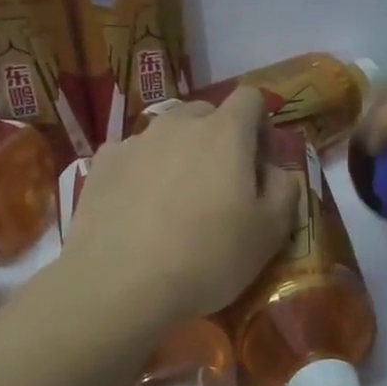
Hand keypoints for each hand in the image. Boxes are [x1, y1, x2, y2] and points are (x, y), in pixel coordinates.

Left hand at [57, 88, 297, 327]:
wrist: (119, 287)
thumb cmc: (208, 257)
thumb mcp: (271, 231)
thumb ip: (285, 188)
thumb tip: (273, 171)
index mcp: (226, 132)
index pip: (251, 98)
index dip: (262, 125)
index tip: (260, 164)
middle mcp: (178, 123)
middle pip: (207, 114)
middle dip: (220, 139)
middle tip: (221, 186)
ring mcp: (134, 141)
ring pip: (168, 135)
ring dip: (180, 156)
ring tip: (176, 204)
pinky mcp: (101, 165)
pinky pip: (133, 157)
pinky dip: (143, 173)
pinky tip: (139, 213)